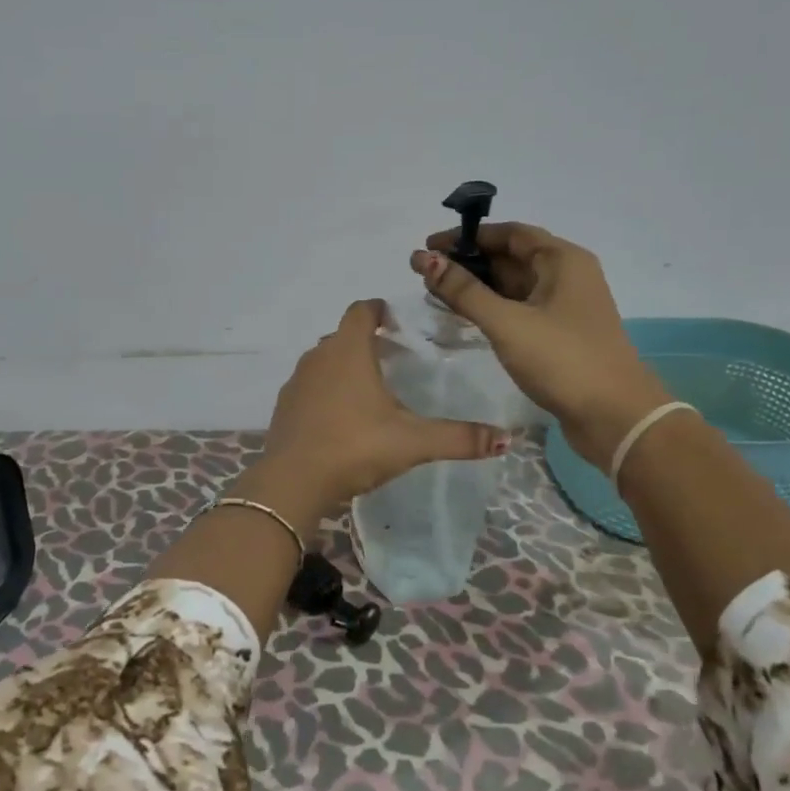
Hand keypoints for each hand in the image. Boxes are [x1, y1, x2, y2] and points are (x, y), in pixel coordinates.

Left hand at [251, 299, 509, 515]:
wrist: (293, 481)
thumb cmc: (355, 447)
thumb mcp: (412, 442)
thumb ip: (458, 438)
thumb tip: (506, 439)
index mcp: (349, 351)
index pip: (360, 311)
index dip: (377, 309)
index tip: (394, 319)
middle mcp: (318, 357)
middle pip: (341, 335)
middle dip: (363, 339)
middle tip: (390, 356)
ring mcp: (296, 382)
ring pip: (322, 361)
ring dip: (342, 365)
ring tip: (367, 388)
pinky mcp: (283, 407)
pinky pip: (308, 387)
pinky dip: (324, 391)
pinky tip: (339, 417)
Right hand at [415, 223, 670, 461]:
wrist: (615, 417)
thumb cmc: (562, 360)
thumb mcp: (507, 322)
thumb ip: (463, 291)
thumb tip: (423, 259)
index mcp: (562, 260)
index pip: (509, 233)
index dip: (467, 236)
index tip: (429, 246)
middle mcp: (566, 275)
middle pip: (510, 257)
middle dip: (468, 262)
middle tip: (425, 273)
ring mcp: (564, 307)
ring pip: (513, 285)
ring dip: (477, 286)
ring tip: (436, 293)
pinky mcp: (559, 334)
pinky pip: (519, 309)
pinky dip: (491, 308)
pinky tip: (465, 317)